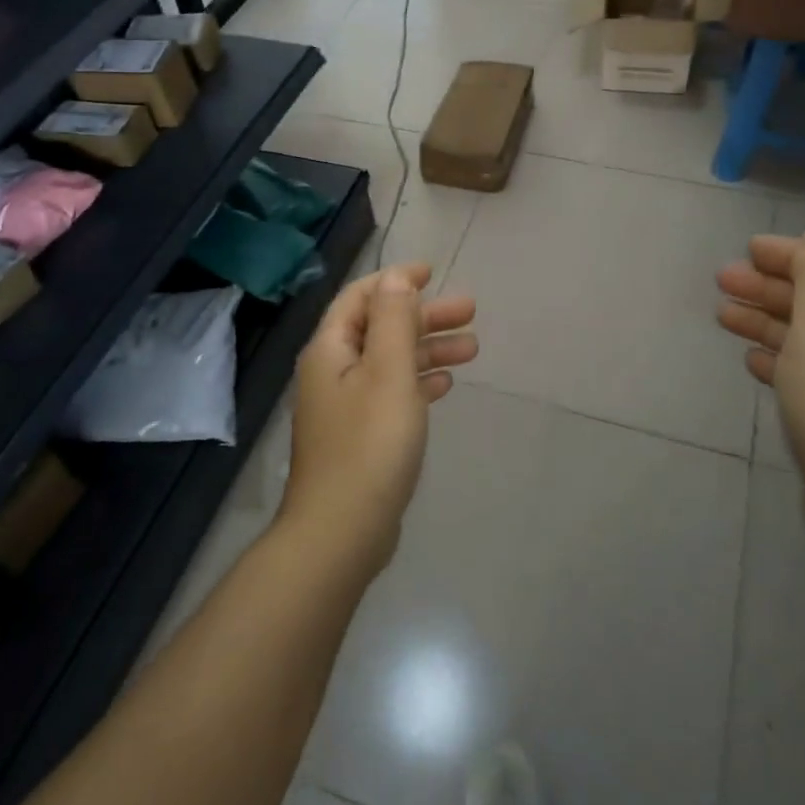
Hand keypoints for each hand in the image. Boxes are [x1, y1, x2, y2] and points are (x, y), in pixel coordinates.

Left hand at [283, 262, 477, 573]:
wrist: (342, 533)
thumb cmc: (369, 445)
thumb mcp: (388, 372)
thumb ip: (393, 320)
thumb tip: (396, 277)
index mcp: (331, 350)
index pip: (361, 297)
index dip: (396, 280)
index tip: (432, 271)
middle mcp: (333, 371)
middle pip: (381, 328)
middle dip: (424, 316)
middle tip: (470, 311)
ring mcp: (345, 406)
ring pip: (391, 362)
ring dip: (428, 349)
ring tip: (473, 348)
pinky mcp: (360, 436)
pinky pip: (392, 393)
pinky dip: (418, 382)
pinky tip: (446, 384)